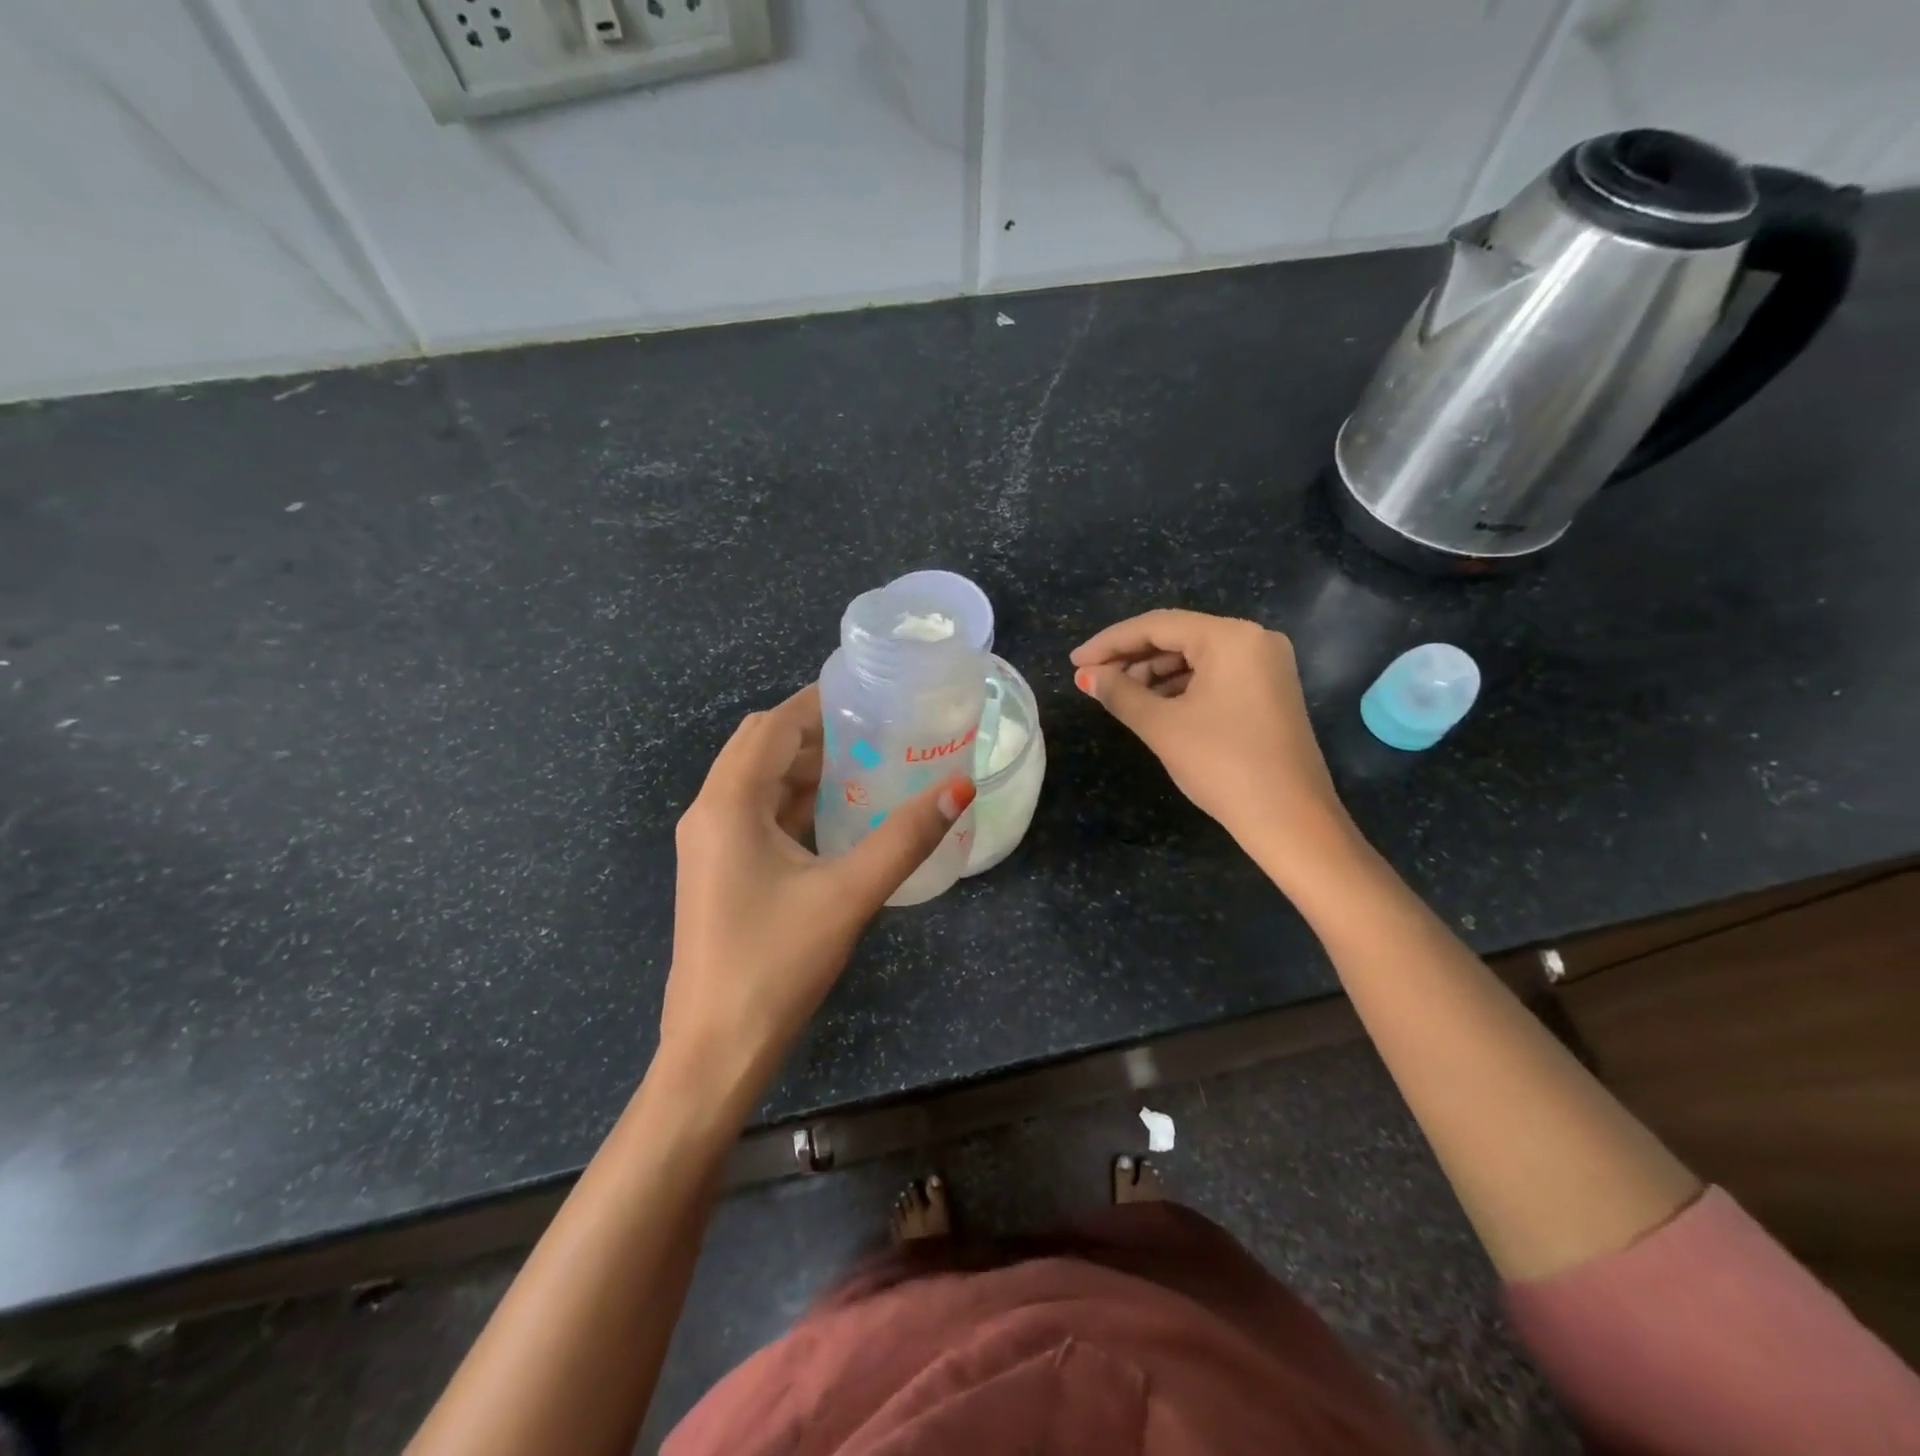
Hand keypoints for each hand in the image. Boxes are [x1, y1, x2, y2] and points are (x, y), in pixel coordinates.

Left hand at [661, 684, 973, 1097]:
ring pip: (760, 782)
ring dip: (808, 767)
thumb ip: (905, 838)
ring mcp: (710, 844)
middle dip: (817, 732)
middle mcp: (710, 812)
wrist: (716, 1051)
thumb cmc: (775, 965)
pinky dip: (797, 802)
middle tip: (877, 730)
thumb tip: (960, 788)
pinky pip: (758, 814)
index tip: (870, 695)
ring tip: (869, 764)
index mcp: (728, 804)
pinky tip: (841, 815)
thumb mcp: (848, 895)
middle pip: (762, 746)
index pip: (774, 726)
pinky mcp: (720, 870)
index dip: (819, 703)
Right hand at [1071, 610, 1352, 867]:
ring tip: (1118, 696)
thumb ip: (1119, 693)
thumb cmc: (1222, 765)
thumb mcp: (1162, 726)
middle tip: (1093, 680)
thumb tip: (1087, 676)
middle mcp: (1254, 639)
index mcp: (1230, 637)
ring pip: (1196, 657)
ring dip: (1154, 673)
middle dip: (1132, 657)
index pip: (1156, 625)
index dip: (1110, 642)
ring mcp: (1267, 665)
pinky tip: (1154, 705)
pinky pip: (1215, 675)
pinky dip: (1181, 686)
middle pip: (1178, 636)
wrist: (1290, 819)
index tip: (1075, 662)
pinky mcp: (1269, 691)